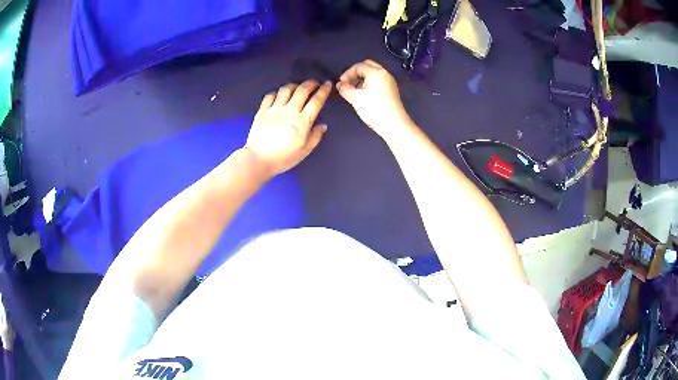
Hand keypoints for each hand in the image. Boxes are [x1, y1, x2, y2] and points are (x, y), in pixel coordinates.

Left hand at [245, 80, 330, 175]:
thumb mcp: (304, 151)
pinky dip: (277, 92)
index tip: (327, 84)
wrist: (258, 160)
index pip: (316, 101)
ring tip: (297, 87)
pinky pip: (270, 95)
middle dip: (310, 83)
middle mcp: (289, 111)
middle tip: (314, 83)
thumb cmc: (284, 158)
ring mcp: (274, 109)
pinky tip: (280, 95)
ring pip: (286, 89)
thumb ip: (315, 136)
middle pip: (302, 90)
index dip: (323, 91)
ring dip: (294, 85)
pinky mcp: (262, 111)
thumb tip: (322, 125)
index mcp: (302, 122)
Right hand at [336, 60, 412, 139]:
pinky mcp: (391, 90)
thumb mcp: (355, 99)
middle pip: (367, 66)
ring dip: (362, 78)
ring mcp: (390, 82)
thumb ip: (345, 89)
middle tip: (348, 83)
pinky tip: (364, 95)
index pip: (358, 66)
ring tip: (355, 91)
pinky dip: (369, 83)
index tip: (341, 83)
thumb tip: (340, 84)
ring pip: (373, 73)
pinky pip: (378, 80)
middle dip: (356, 73)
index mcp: (376, 73)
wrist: (394, 125)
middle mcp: (385, 74)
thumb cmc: (375, 110)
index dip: (347, 73)